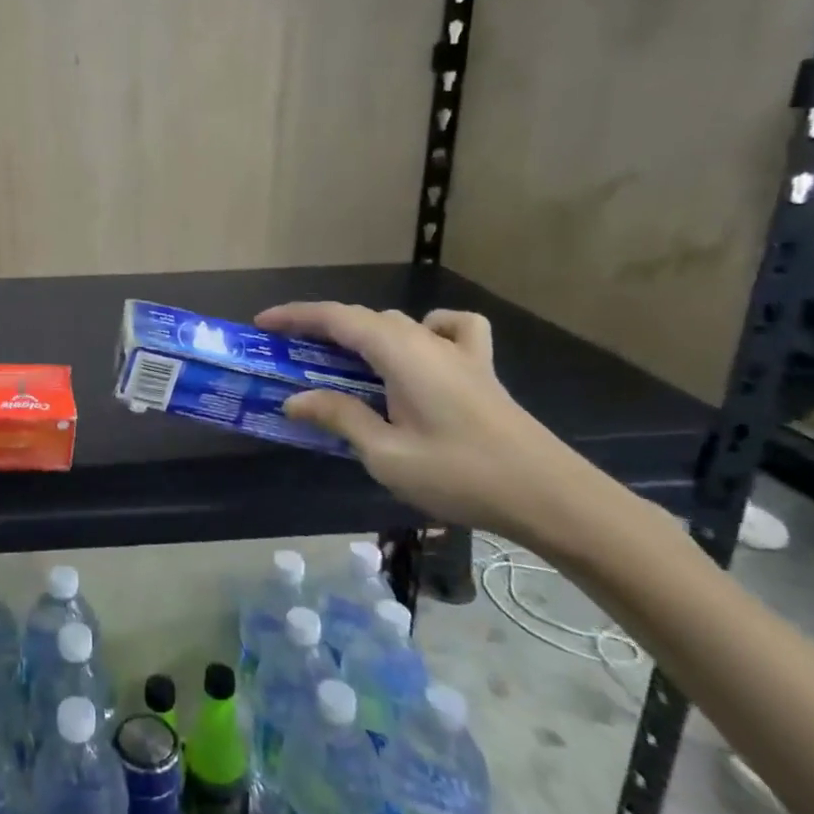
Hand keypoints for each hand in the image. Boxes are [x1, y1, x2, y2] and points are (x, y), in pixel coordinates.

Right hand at [257, 303, 594, 547]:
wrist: (551, 497)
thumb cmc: (461, 475)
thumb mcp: (386, 454)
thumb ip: (340, 418)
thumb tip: (296, 399)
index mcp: (400, 353)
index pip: (336, 318)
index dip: (295, 316)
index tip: (262, 324)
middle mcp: (426, 340)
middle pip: (363, 318)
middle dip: (321, 328)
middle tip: (289, 353)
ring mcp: (459, 353)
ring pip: (398, 323)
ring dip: (362, 333)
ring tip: (341, 360)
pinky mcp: (481, 371)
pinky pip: (450, 329)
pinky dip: (427, 329)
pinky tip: (420, 352)